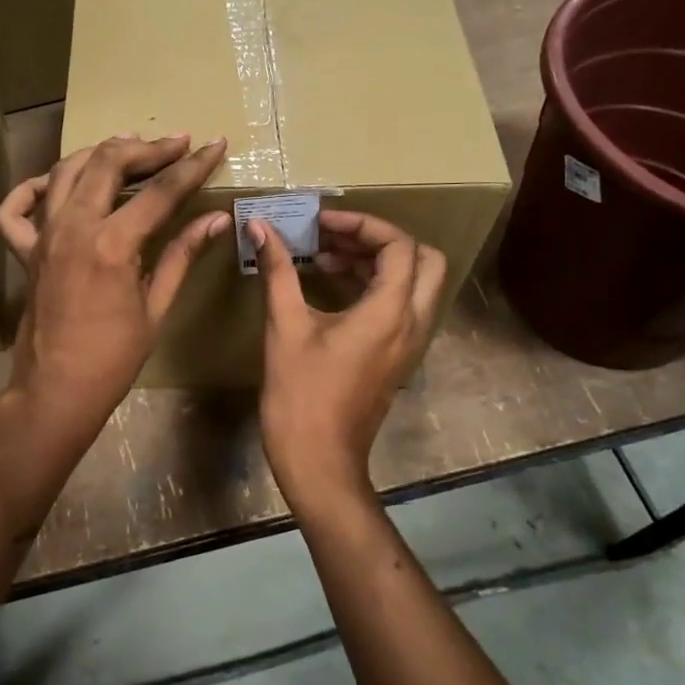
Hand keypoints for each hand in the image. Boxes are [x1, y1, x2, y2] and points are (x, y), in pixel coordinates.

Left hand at [0, 134, 227, 444]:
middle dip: (148, 148)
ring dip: (99, 153)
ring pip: (65, 171)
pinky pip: (16, 208)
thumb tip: (216, 220)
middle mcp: (73, 228)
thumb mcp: (156, 307)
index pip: (161, 192)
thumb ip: (182, 255)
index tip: (215, 145)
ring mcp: (43, 236)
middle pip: (109, 162)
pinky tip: (54, 184)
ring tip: (129, 147)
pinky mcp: (24, 251)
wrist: (57, 390)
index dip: (193, 166)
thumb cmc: (114, 358)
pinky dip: (32, 188)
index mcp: (112, 245)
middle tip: (177, 143)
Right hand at [251, 211, 446, 502]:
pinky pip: (404, 306)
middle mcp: (412, 323)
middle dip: (381, 240)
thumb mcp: (286, 327)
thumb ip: (279, 270)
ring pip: (416, 283)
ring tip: (328, 258)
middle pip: (424, 260)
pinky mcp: (398, 357)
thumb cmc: (301, 395)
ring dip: (379, 262)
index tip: (322, 224)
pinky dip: (378, 286)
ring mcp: (409, 343)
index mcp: (389, 312)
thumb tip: (261, 227)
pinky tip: (334, 287)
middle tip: (336, 238)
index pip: (398, 246)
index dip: (361, 224)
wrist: (320, 460)